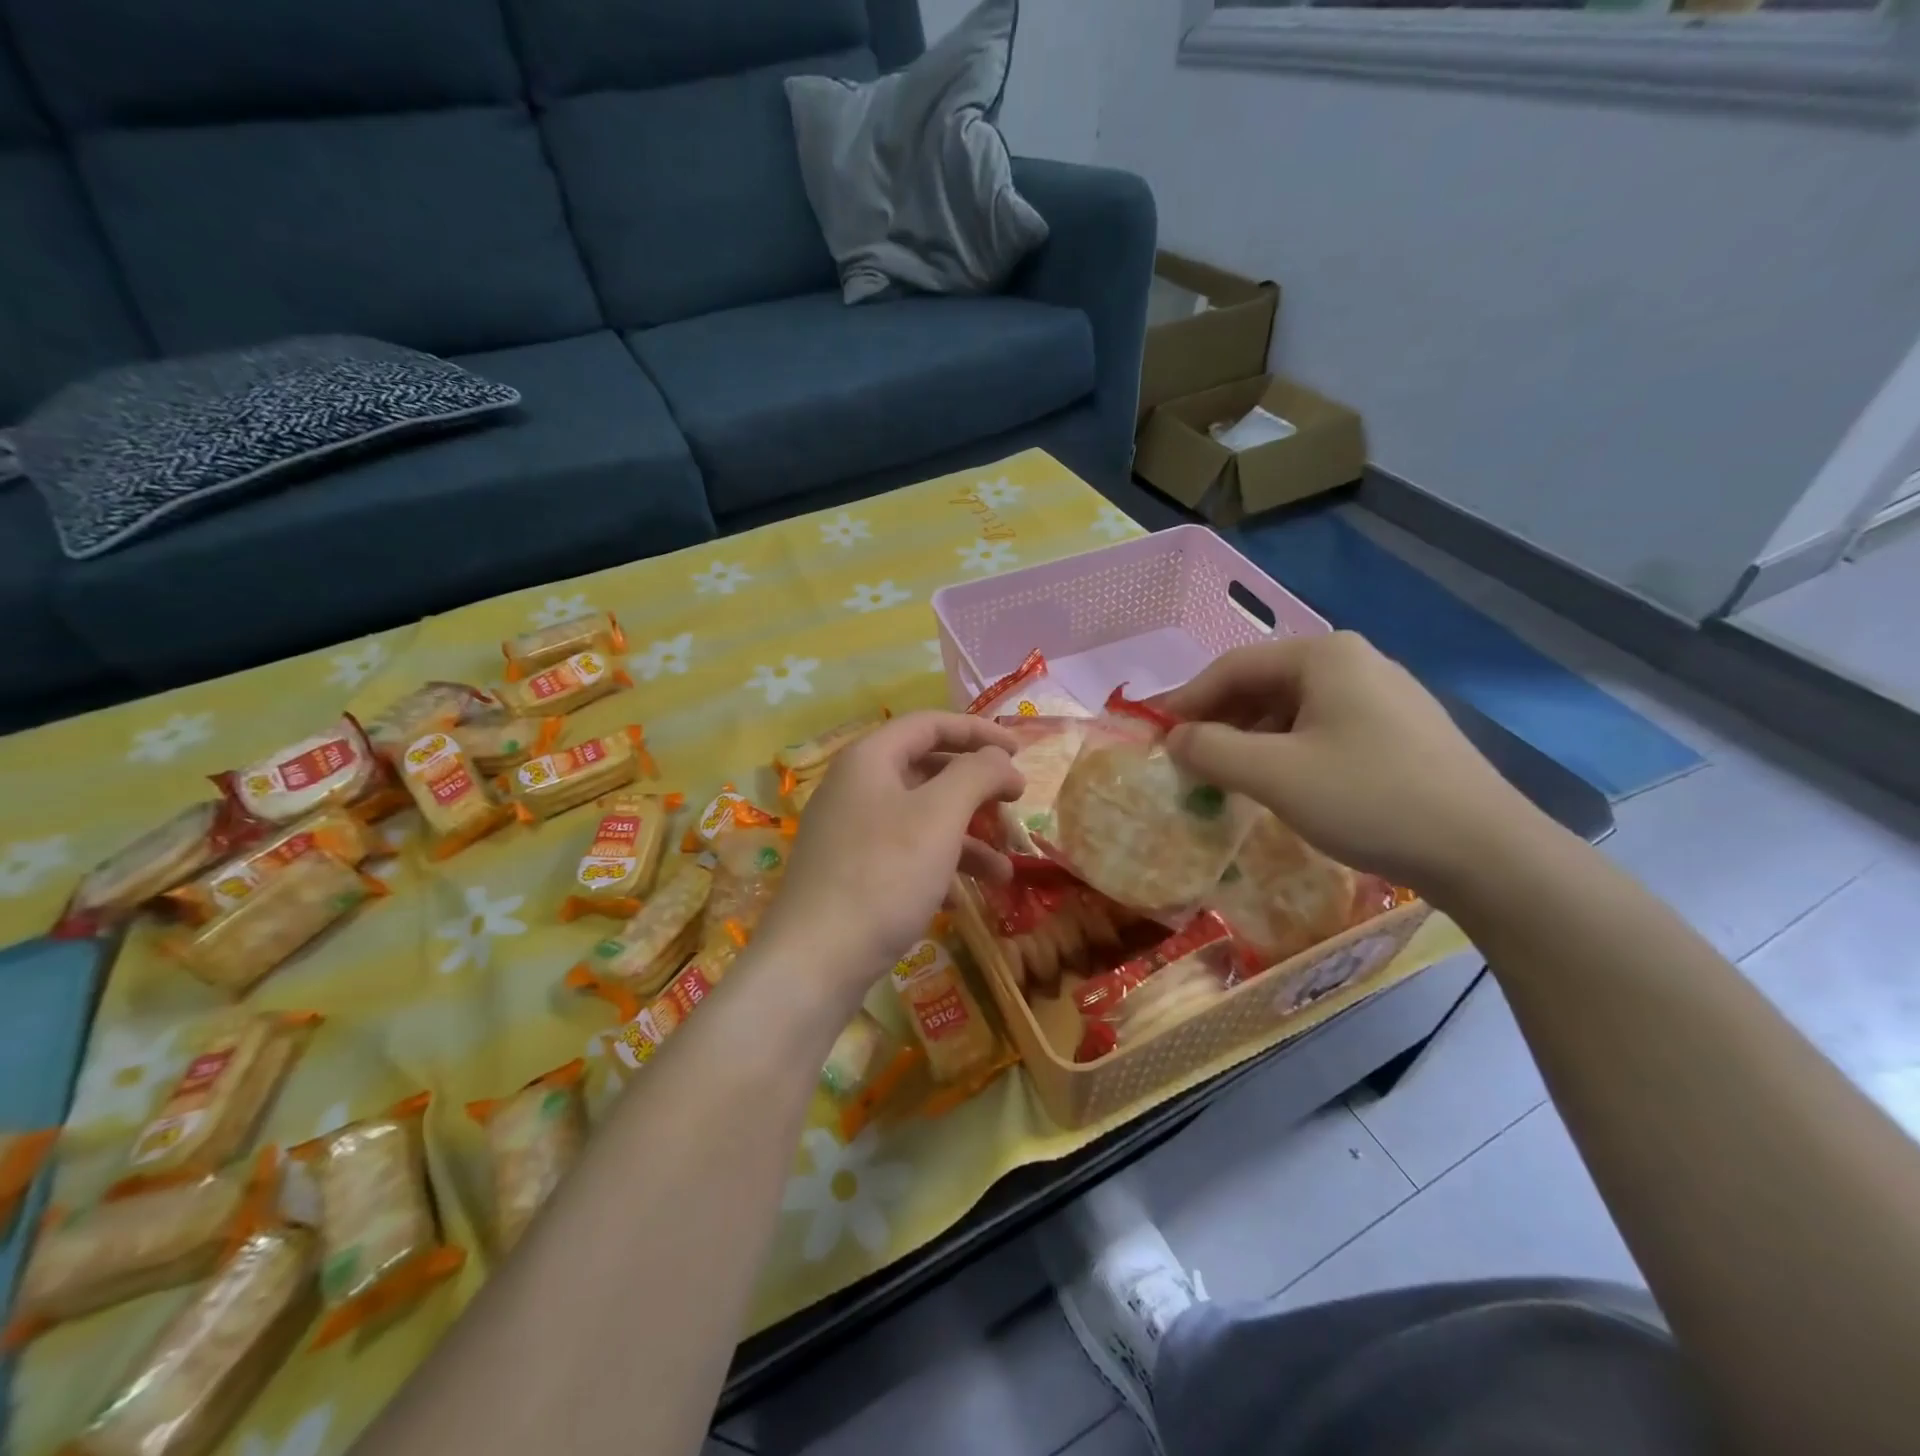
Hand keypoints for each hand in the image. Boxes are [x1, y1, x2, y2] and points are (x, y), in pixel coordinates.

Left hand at [755, 712, 1022, 1007]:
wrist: (815, 961)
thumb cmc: (884, 875)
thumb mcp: (940, 816)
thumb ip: (976, 775)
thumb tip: (1000, 758)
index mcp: (870, 759)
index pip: (930, 724)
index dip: (978, 732)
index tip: (1020, 752)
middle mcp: (855, 787)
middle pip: (927, 769)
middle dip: (975, 788)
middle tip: (1015, 804)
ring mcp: (850, 832)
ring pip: (920, 818)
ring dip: (966, 837)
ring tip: (1005, 871)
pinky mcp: (850, 873)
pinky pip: (905, 853)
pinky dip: (939, 866)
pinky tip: (963, 898)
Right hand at [1161, 632, 1543, 894]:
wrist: (1486, 852)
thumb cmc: (1369, 799)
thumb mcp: (1274, 775)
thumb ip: (1211, 750)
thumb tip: (1174, 739)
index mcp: (1324, 656)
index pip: (1232, 667)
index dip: (1186, 699)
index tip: (1155, 734)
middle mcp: (1355, 662)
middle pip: (1263, 684)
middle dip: (1218, 720)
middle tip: (1185, 758)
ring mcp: (1384, 696)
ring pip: (1293, 709)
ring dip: (1250, 739)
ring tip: (1225, 775)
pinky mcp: (1401, 731)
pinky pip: (1323, 729)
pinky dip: (1286, 750)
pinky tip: (1279, 783)